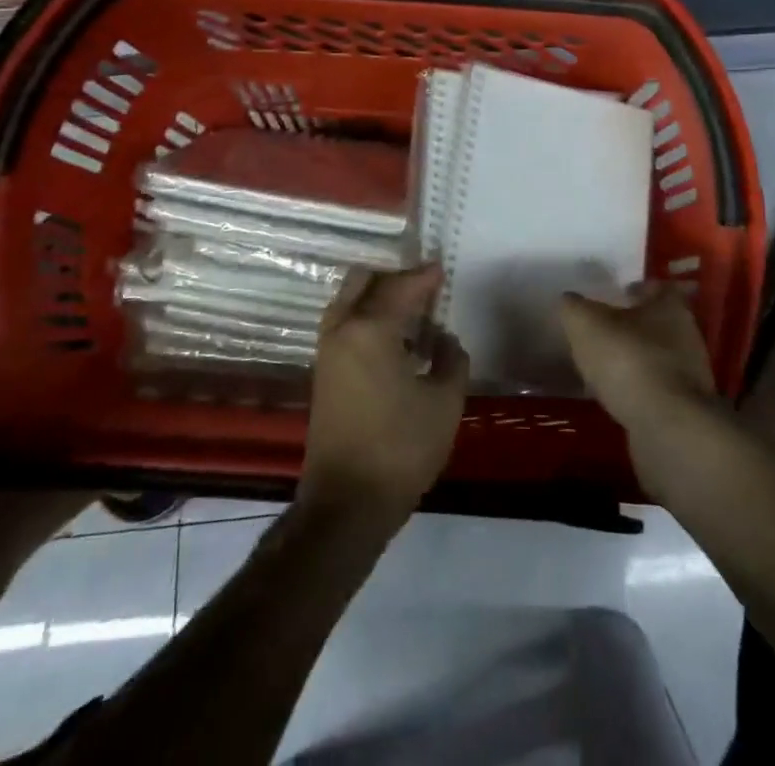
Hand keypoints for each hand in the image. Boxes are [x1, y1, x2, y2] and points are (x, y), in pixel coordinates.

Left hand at [299, 266, 469, 523]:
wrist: (346, 504)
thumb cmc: (400, 449)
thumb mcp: (444, 403)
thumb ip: (451, 360)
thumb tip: (443, 340)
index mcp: (370, 329)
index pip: (401, 287)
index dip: (424, 276)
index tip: (442, 269)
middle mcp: (342, 329)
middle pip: (364, 281)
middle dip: (394, 277)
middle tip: (424, 287)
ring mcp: (327, 351)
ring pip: (349, 301)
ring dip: (377, 296)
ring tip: (411, 311)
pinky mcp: (323, 373)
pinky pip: (344, 324)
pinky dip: (366, 317)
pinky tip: (394, 338)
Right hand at [559, 281, 716, 432]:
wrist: (667, 427)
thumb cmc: (629, 360)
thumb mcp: (586, 324)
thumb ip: (574, 308)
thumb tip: (569, 301)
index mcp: (671, 307)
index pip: (658, 288)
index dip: (638, 289)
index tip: (618, 294)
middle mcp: (687, 336)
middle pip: (659, 323)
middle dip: (634, 326)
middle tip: (604, 331)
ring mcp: (690, 375)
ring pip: (658, 357)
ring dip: (635, 360)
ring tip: (604, 367)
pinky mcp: (685, 409)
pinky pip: (656, 390)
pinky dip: (638, 390)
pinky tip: (616, 396)